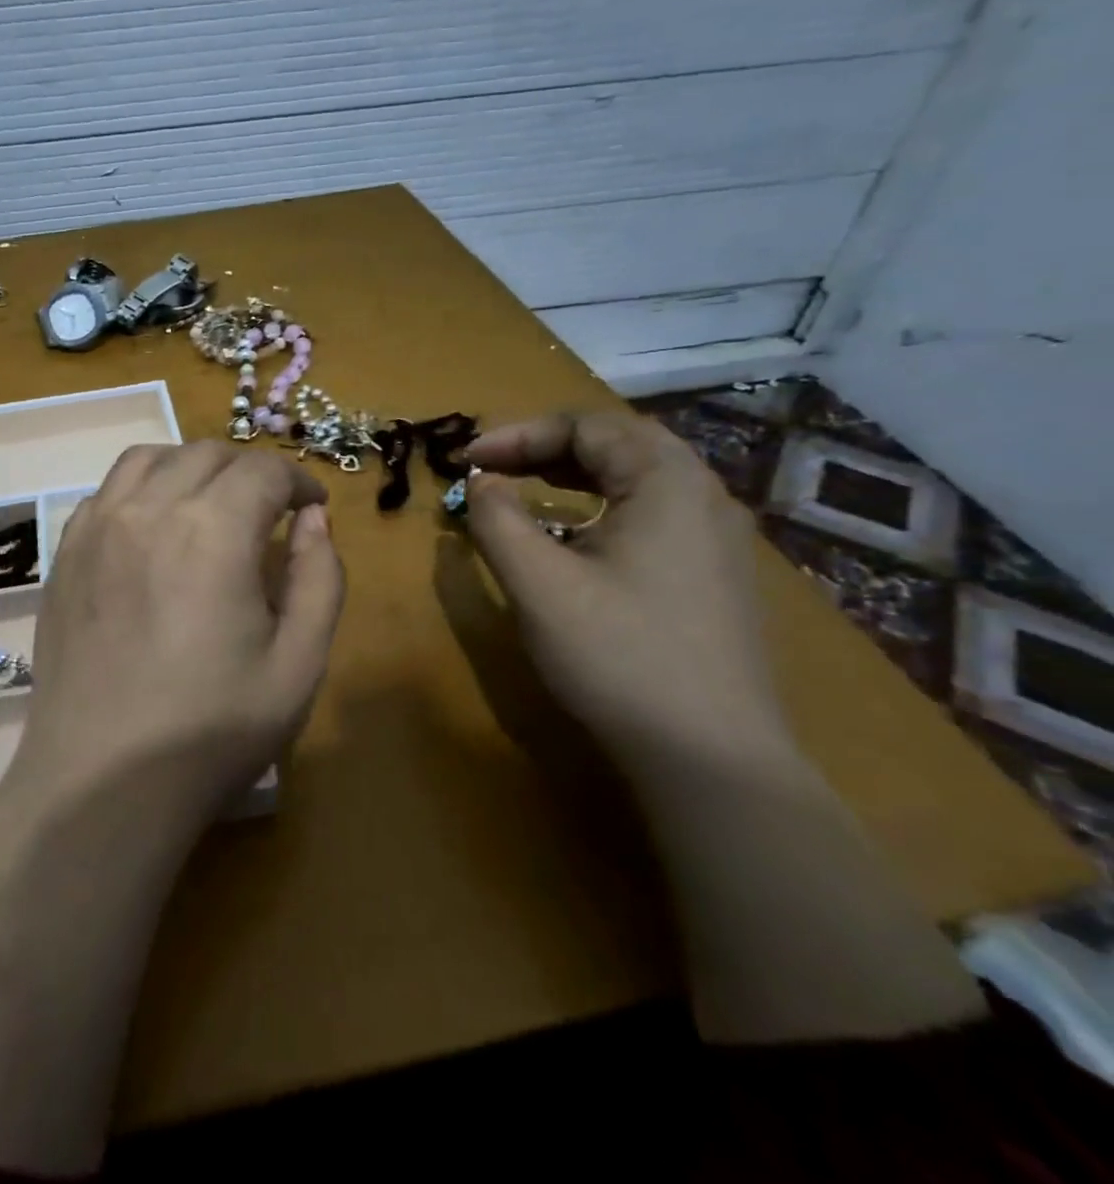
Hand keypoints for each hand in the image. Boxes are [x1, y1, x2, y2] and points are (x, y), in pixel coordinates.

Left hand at [0, 443, 343, 1174]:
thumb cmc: (210, 730)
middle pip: (207, 454)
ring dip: (191, 467)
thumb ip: (320, 579)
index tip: (312, 508)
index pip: (263, 471)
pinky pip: (106, 491)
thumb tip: (314, 522)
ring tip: (210, 505)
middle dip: (249, 471)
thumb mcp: (299, 664)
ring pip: (150, 458)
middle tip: (269, 511)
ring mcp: (97, 527)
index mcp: (213, 530)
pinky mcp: (65, 553)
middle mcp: (149, 509)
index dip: (298, 481)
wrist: (102, 779)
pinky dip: (141, 489)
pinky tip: (153, 528)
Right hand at [455, 411, 787, 766]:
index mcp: (667, 483)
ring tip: (523, 486)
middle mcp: (703, 496)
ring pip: (638, 477)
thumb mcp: (538, 583)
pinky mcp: (714, 575)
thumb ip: (497, 520)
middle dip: (545, 446)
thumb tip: (482, 482)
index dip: (517, 434)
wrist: (710, 757)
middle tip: (492, 466)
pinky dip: (600, 504)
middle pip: (618, 442)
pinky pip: (652, 511)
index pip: (586, 426)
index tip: (465, 460)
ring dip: (573, 472)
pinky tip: (574, 534)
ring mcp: (717, 538)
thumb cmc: (617, 655)